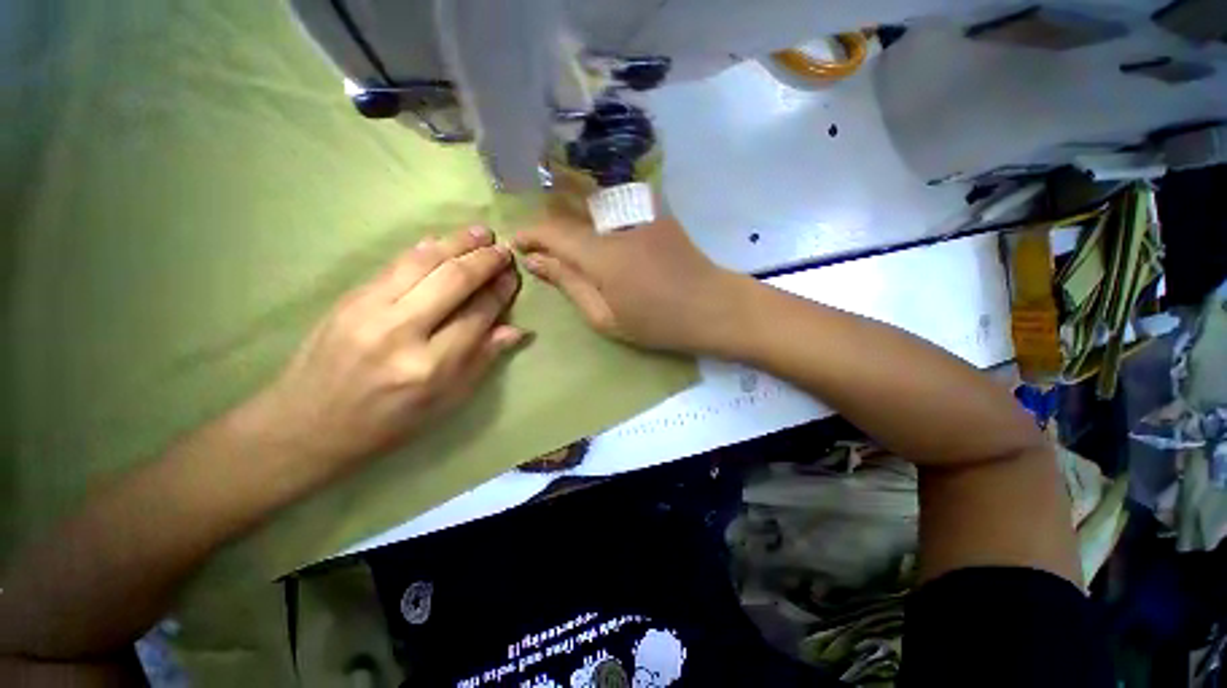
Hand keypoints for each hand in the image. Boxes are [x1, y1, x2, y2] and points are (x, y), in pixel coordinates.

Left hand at [248, 226, 526, 471]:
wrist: (308, 424)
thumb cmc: (388, 422)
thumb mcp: (446, 402)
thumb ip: (482, 361)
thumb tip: (517, 330)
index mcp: (430, 366)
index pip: (477, 315)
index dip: (500, 292)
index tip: (513, 277)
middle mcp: (401, 332)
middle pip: (453, 281)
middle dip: (483, 260)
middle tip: (503, 248)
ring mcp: (369, 310)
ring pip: (422, 263)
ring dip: (455, 243)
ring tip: (479, 232)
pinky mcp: (348, 298)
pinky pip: (394, 264)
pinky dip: (422, 249)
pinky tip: (440, 240)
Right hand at [514, 194, 747, 354]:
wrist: (709, 305)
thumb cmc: (655, 321)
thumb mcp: (604, 316)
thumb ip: (568, 284)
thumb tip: (535, 261)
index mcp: (600, 253)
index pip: (551, 231)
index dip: (531, 235)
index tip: (518, 245)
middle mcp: (615, 221)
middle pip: (568, 210)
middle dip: (550, 226)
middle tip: (543, 248)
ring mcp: (637, 210)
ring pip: (589, 201)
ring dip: (572, 216)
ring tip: (569, 240)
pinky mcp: (653, 209)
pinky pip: (613, 201)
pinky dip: (597, 212)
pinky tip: (599, 229)